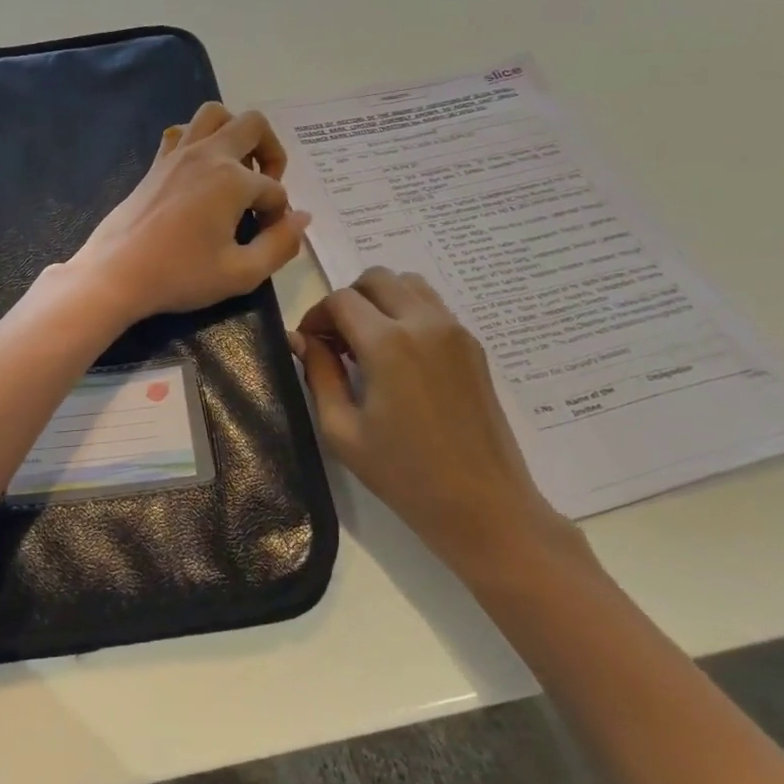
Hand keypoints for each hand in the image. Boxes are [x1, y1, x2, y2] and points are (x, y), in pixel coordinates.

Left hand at [65, 103, 311, 325]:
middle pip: (254, 125)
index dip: (278, 217)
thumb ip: (279, 245)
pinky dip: (199, 139)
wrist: (116, 274)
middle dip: (271, 152)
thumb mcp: (240, 273)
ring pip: (215, 114)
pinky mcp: (157, 163)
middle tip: (264, 188)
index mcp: (232, 180)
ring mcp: (178, 154)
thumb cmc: (180, 275)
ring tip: (237, 170)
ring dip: (236, 134)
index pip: (274, 191)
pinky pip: (182, 131)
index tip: (265, 240)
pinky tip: (200, 171)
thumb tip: (301, 219)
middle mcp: (208, 155)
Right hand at [294, 268, 579, 568]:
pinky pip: (433, 307)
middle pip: (376, 278)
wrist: (483, 505)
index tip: (310, 344)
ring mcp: (454, 331)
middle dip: (348, 300)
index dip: (316, 316)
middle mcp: (423, 323)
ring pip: (408, 284)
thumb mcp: (343, 430)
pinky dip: (407, 313)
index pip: (340, 300)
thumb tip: (300, 340)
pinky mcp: (473, 346)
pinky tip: (400, 357)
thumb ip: (318, 374)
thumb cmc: (404, 475)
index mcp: (387, 343)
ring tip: (369, 343)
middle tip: (337, 341)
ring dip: (380, 300)